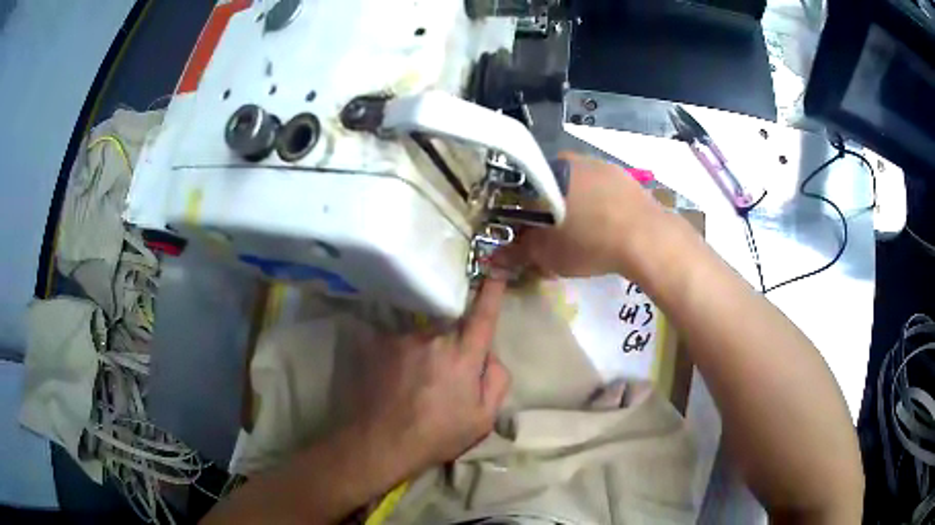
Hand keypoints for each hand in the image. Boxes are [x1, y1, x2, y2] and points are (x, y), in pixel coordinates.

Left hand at [346, 278, 510, 475]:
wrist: (380, 442)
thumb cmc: (437, 435)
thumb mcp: (483, 419)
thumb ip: (497, 380)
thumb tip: (490, 355)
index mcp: (463, 355)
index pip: (483, 315)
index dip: (491, 291)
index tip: (495, 268)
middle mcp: (433, 337)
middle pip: (452, 325)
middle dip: (455, 340)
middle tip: (446, 375)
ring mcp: (402, 338)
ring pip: (424, 333)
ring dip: (426, 349)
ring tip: (416, 382)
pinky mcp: (377, 343)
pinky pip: (399, 339)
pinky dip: (403, 353)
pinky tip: (395, 378)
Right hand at [504, 151, 663, 277]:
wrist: (647, 239)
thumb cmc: (590, 243)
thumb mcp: (548, 255)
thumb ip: (519, 253)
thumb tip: (496, 259)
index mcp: (549, 172)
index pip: (521, 186)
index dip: (520, 209)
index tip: (526, 229)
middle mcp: (573, 160)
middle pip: (550, 183)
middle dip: (548, 206)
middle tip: (554, 233)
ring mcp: (602, 165)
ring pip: (578, 183)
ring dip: (575, 203)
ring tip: (583, 231)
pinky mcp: (625, 176)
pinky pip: (602, 187)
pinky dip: (599, 202)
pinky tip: (606, 224)